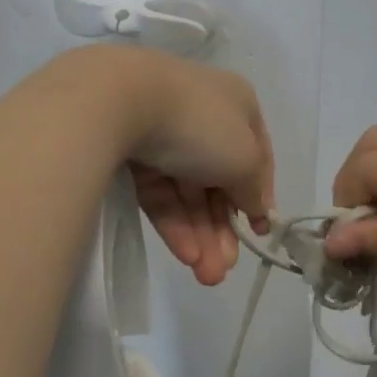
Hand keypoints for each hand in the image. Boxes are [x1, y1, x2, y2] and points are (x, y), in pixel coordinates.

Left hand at [70, 46, 274, 287]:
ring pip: (187, 191)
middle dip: (222, 228)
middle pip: (218, 179)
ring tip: (206, 276)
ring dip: (200, 235)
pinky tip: (184, 254)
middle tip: (223, 271)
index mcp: (237, 103)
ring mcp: (162, 131)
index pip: (256, 155)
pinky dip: (173, 221)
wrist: (117, 100)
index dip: (259, 196)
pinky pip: (159, 191)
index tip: (259, 234)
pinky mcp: (129, 151)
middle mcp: (202, 114)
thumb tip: (259, 209)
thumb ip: (255, 188)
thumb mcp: (245, 158)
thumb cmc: (200, 124)